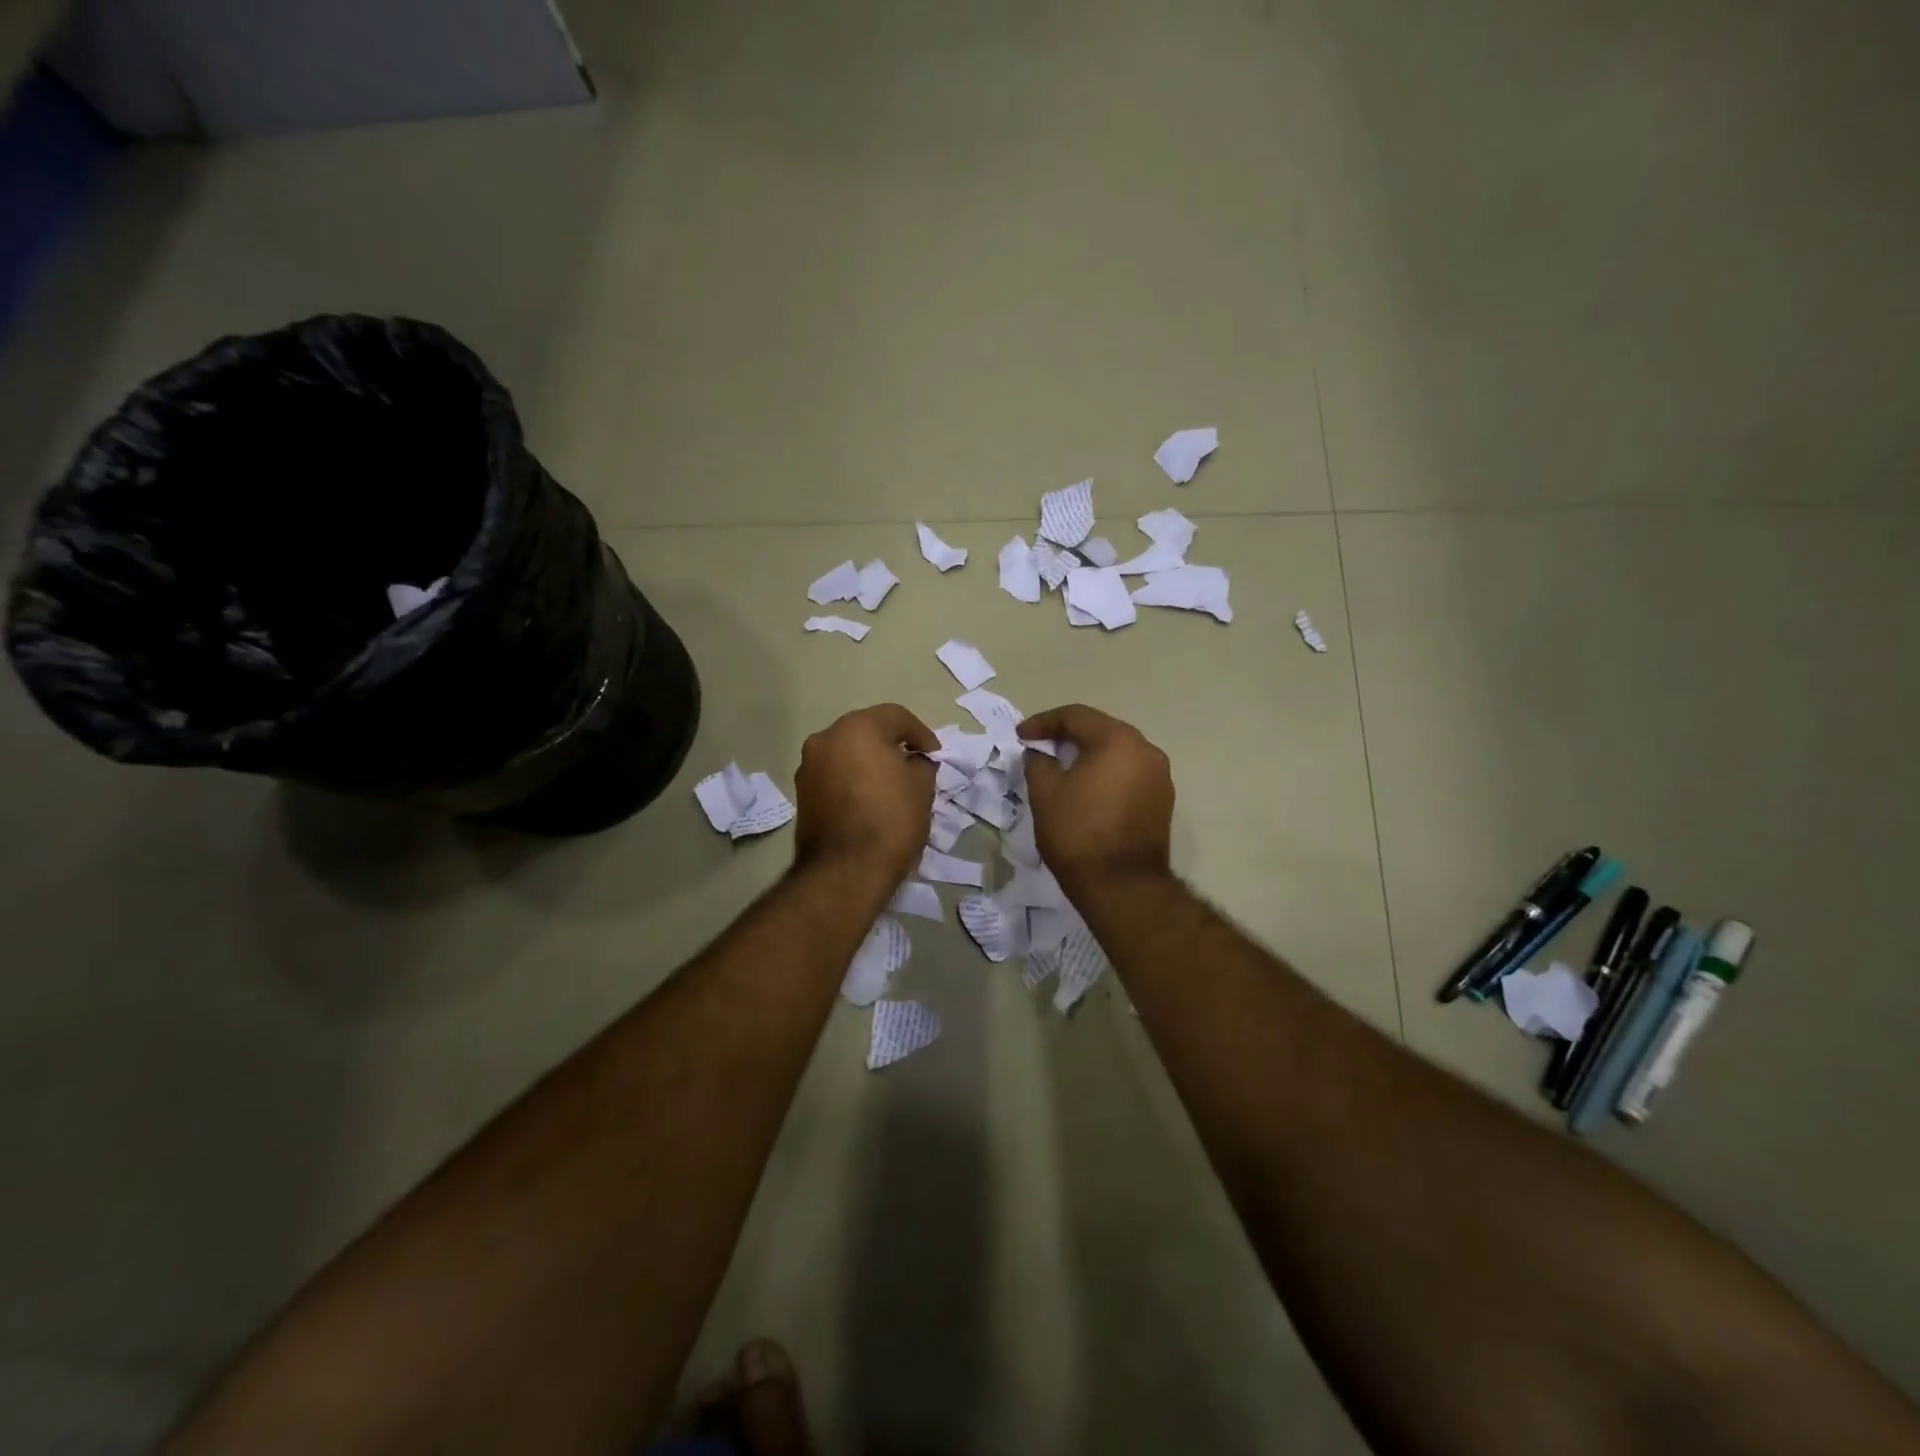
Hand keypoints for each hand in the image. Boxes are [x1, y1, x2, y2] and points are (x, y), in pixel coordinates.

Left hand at [793, 704, 936, 882]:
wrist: (845, 871)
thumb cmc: (890, 820)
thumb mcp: (921, 787)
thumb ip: (921, 763)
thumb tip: (914, 761)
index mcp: (857, 727)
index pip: (896, 716)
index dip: (921, 734)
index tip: (935, 756)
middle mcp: (825, 738)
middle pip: (866, 731)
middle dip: (891, 745)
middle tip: (913, 765)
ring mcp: (808, 766)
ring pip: (847, 753)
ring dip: (868, 762)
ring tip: (890, 785)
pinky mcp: (801, 793)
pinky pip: (834, 775)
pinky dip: (852, 780)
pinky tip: (868, 800)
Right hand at [1019, 705, 1173, 891]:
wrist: (1122, 886)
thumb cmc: (1078, 833)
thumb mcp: (1045, 794)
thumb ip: (1038, 763)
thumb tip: (1038, 753)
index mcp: (1117, 740)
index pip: (1075, 716)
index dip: (1043, 723)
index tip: (1021, 737)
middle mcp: (1145, 750)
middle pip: (1101, 730)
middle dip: (1068, 736)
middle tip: (1041, 747)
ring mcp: (1159, 776)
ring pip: (1118, 753)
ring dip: (1089, 755)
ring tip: (1062, 769)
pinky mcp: (1163, 801)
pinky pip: (1130, 774)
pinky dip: (1107, 775)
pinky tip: (1088, 790)